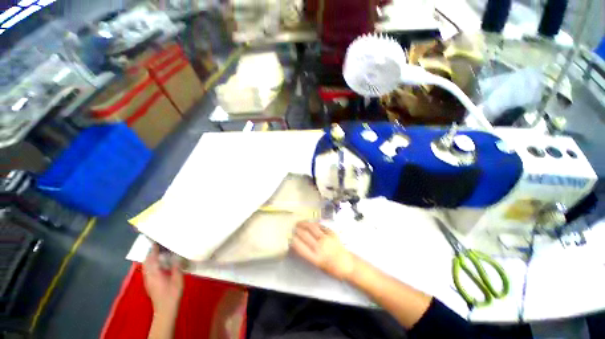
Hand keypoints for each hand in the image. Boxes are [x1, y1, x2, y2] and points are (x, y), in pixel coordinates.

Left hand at [143, 245, 183, 316]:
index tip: (155, 242)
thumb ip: (176, 266)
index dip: (153, 250)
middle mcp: (148, 276)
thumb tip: (176, 256)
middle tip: (156, 245)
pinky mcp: (149, 284)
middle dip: (149, 253)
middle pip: (146, 262)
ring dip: (149, 258)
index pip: (152, 259)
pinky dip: (150, 264)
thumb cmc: (172, 293)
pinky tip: (156, 264)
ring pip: (145, 266)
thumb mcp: (178, 279)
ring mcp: (147, 280)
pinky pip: (147, 270)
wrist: (165, 309)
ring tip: (156, 252)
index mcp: (155, 273)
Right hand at [291, 221, 356, 280]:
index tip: (289, 236)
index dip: (293, 240)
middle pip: (305, 235)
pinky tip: (311, 223)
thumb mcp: (317, 265)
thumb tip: (298, 244)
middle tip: (292, 228)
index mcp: (315, 258)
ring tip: (299, 223)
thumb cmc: (331, 268)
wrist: (347, 264)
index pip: (300, 247)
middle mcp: (320, 247)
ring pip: (312, 227)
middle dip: (297, 230)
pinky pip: (321, 226)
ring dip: (304, 224)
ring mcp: (326, 238)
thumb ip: (307, 254)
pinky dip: (314, 223)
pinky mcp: (332, 233)